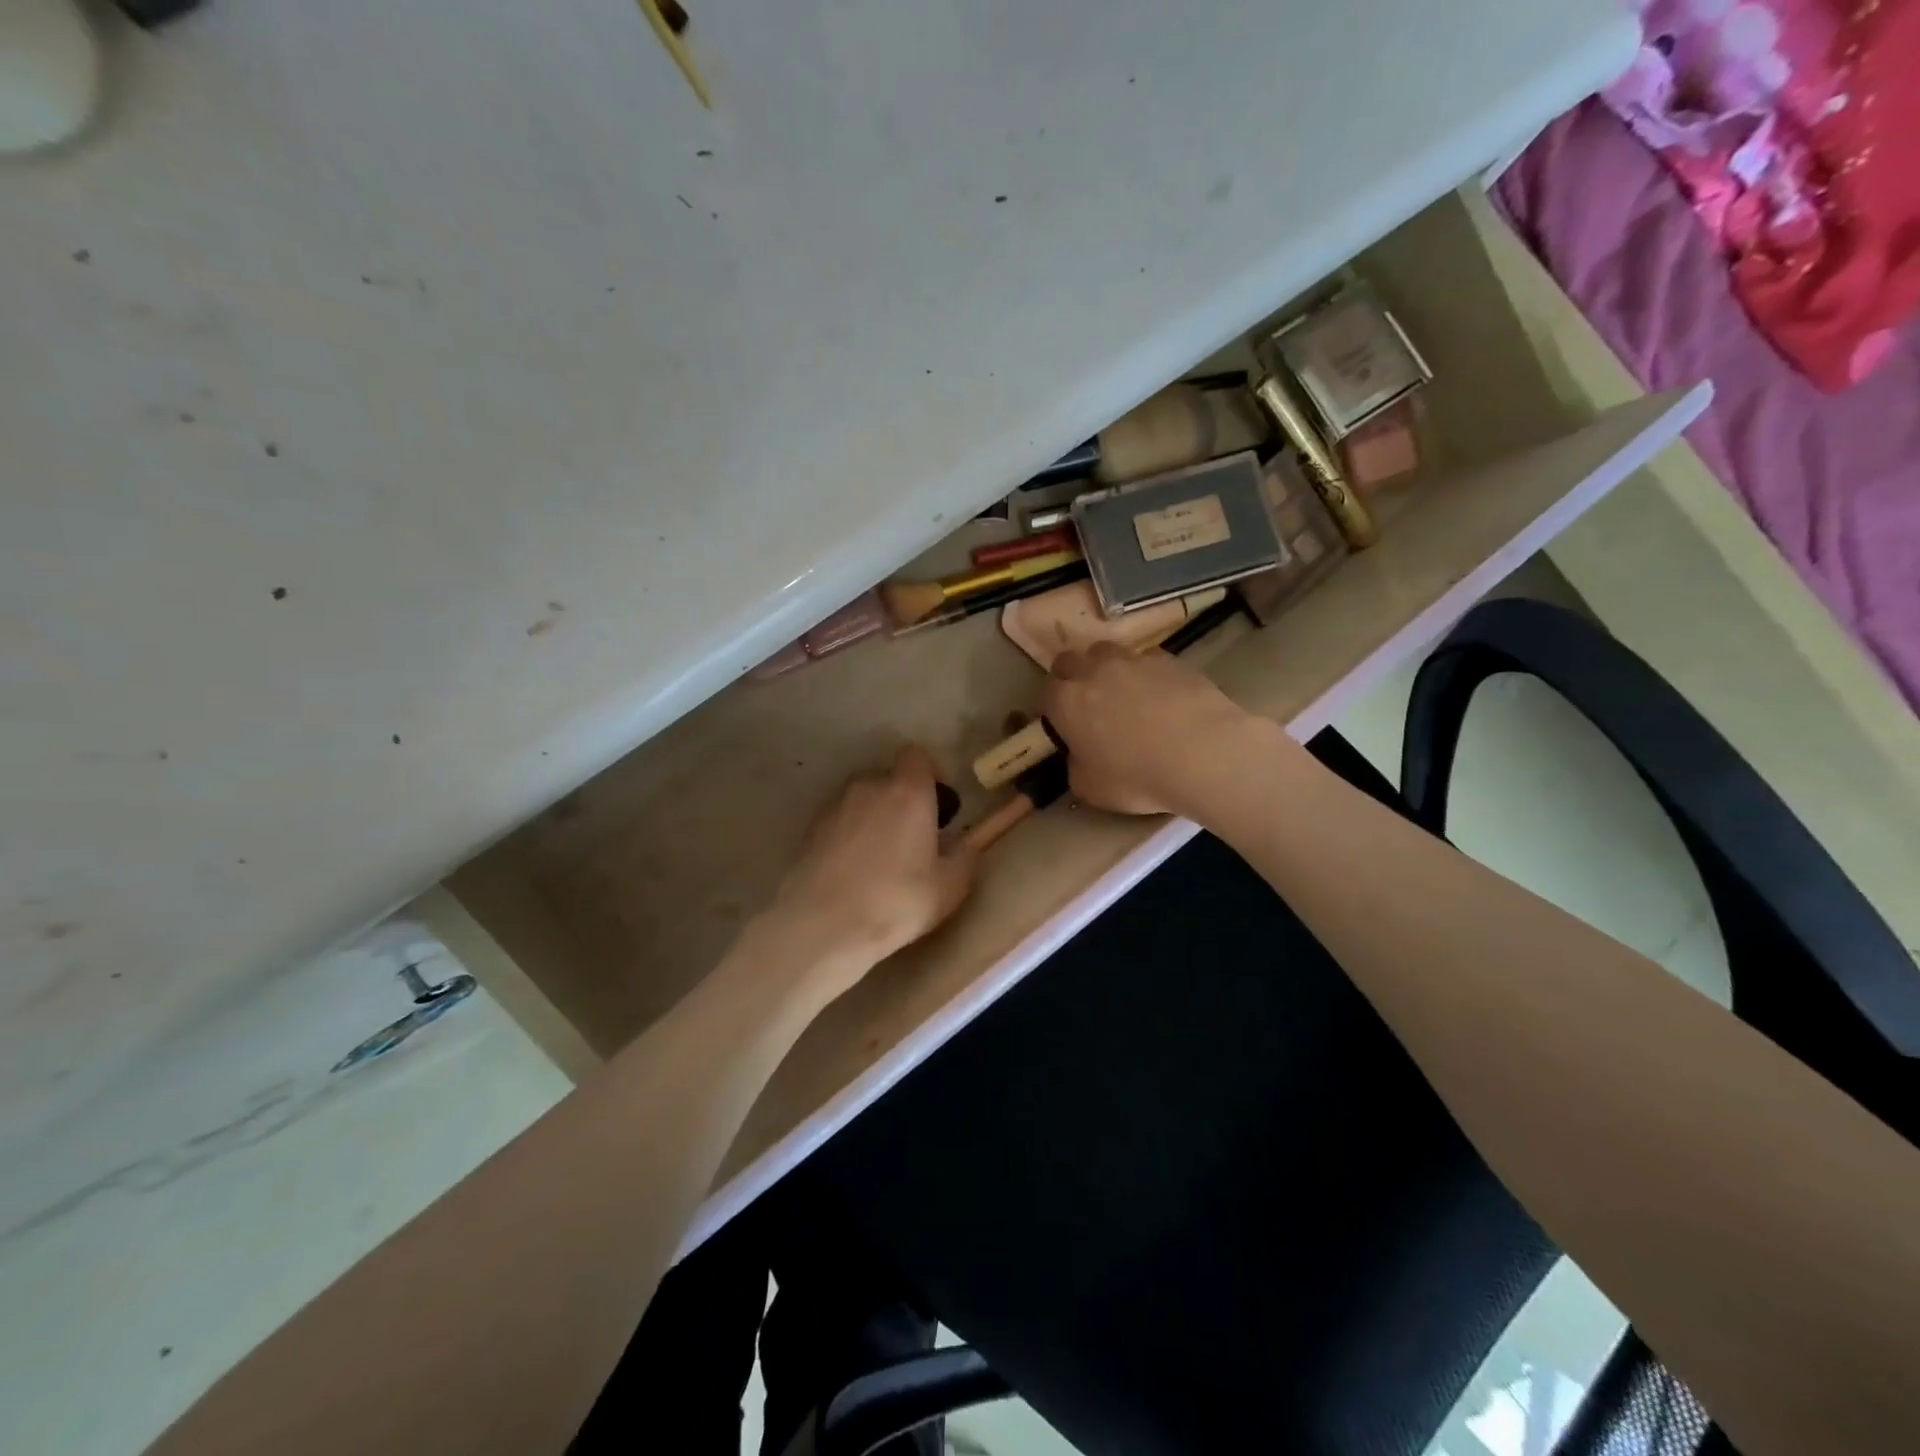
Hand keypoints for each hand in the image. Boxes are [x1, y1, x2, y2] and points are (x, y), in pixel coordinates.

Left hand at [762, 746, 976, 996]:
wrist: (822, 926)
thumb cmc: (895, 902)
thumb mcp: (949, 887)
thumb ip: (965, 857)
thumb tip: (965, 845)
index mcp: (908, 792)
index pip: (917, 756)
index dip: (930, 775)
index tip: (938, 807)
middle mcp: (869, 786)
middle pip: (890, 779)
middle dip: (902, 801)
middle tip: (912, 839)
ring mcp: (835, 805)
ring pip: (863, 800)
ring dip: (874, 817)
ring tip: (880, 859)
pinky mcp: (810, 828)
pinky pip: (840, 820)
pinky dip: (850, 834)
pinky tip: (853, 871)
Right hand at [1042, 643, 1259, 815]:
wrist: (1203, 754)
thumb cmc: (1137, 777)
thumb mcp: (1090, 788)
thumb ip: (1076, 766)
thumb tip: (1080, 756)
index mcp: (1066, 702)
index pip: (1046, 692)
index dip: (1052, 707)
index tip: (1062, 724)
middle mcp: (1094, 671)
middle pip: (1070, 660)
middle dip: (1072, 677)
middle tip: (1087, 703)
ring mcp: (1133, 660)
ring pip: (1107, 652)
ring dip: (1107, 668)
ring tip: (1124, 694)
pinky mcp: (1169, 659)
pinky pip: (1147, 659)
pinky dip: (1146, 673)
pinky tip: (1162, 696)